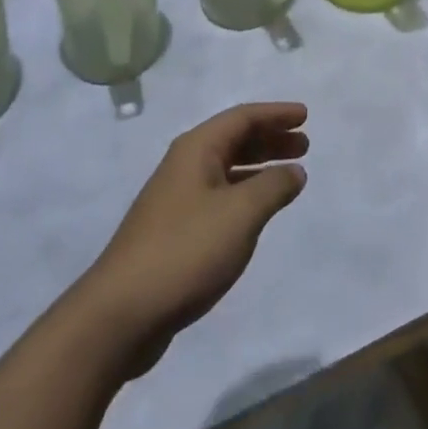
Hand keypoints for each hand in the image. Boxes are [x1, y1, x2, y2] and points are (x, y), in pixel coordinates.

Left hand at [78, 103, 307, 374]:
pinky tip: (257, 211)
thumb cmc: (186, 251)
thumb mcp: (240, 214)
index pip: (242, 117)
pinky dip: (244, 193)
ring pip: (226, 168)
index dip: (276, 114)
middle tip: (304, 145)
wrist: (121, 314)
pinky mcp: (174, 231)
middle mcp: (184, 165)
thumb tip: (294, 170)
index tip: (305, 116)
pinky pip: (218, 195)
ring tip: (289, 175)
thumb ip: (273, 187)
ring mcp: (176, 198)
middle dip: (270, 139)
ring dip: (258, 166)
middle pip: (233, 139)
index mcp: (196, 149)